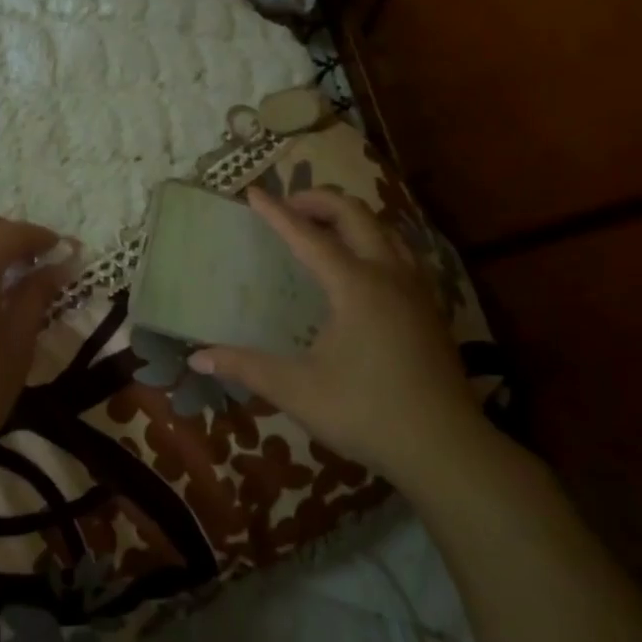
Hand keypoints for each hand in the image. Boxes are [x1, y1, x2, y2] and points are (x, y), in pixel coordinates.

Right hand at [189, 189, 492, 491]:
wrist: (444, 448)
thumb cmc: (365, 412)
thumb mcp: (296, 390)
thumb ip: (246, 367)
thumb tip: (196, 356)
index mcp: (356, 286)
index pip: (309, 237)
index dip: (277, 214)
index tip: (253, 193)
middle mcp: (389, 276)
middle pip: (357, 216)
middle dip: (320, 201)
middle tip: (288, 206)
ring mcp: (416, 291)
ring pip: (386, 231)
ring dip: (352, 218)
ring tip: (323, 228)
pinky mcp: (430, 310)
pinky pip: (401, 254)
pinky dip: (374, 242)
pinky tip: (363, 268)